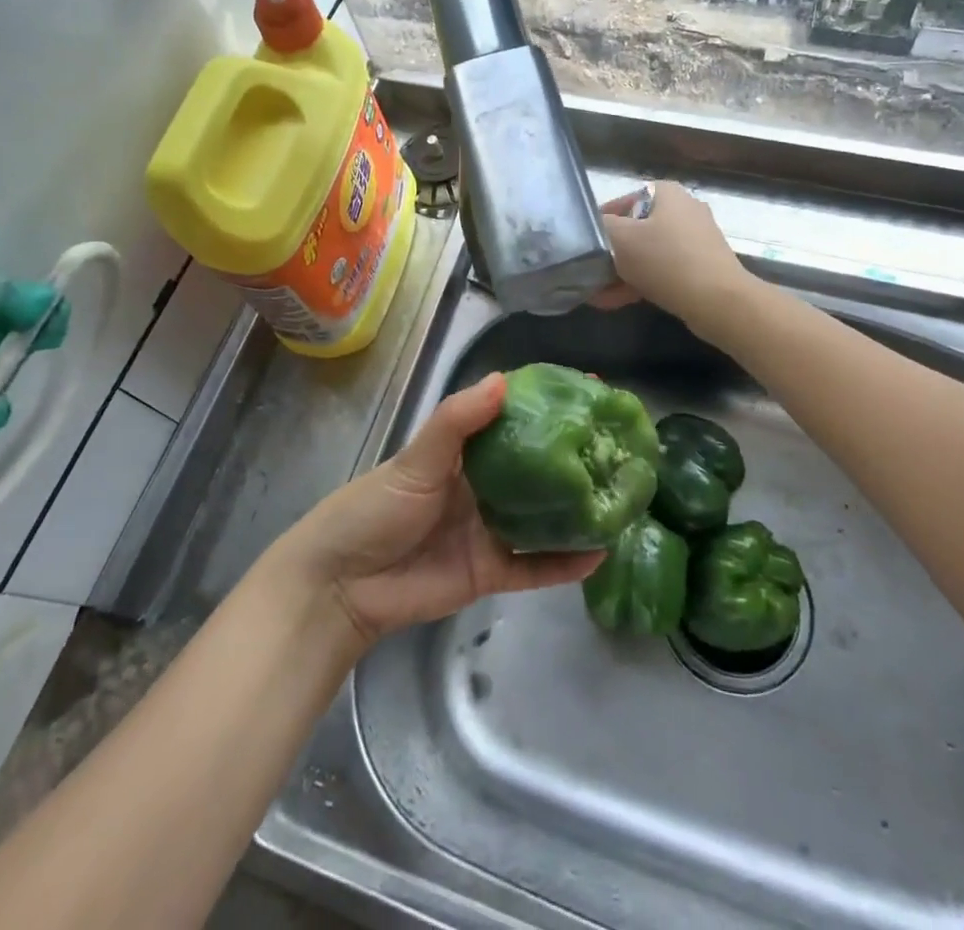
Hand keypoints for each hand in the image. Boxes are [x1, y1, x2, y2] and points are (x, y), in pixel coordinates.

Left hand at [278, 374, 603, 645]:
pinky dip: (564, 563)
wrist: (341, 584)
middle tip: (621, 442)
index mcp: (466, 452)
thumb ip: (456, 421)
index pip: (516, 420)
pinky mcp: (490, 572)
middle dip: (575, 455)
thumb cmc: (375, 508)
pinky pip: (535, 565)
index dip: (550, 404)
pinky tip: (599, 553)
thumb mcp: (416, 458)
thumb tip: (503, 380)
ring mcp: (490, 530)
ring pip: (544, 517)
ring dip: (578, 509)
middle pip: (538, 468)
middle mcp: (484, 486)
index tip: (591, 390)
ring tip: (622, 495)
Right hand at [595, 181, 749, 337]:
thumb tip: (594, 226)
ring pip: (648, 253)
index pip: (623, 200)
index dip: (600, 221)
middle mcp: (684, 210)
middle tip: (590, 271)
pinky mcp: (701, 267)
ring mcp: (695, 240)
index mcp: (667, 194)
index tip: (586, 243)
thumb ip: (601, 226)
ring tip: (597, 293)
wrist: (718, 302)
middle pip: (636, 229)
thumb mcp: (621, 239)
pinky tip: (616, 301)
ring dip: (621, 272)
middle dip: (611, 254)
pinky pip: (663, 271)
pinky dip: (641, 282)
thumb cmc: (666, 261)